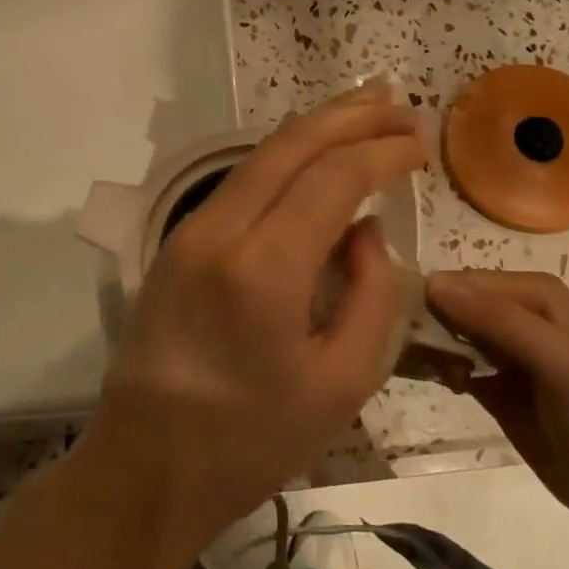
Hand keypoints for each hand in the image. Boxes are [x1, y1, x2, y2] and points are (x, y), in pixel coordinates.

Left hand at [79, 83, 426, 558]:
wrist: (146, 464)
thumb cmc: (252, 440)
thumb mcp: (341, 383)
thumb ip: (374, 296)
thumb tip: (368, 231)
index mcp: (264, 268)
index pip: (333, 177)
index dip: (382, 152)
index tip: (422, 142)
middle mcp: (220, 230)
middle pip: (291, 146)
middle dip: (350, 116)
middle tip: (400, 103)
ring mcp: (189, 230)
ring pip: (260, 155)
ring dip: (315, 128)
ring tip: (364, 109)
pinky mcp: (175, 240)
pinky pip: (239, 181)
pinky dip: (283, 157)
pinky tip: (312, 155)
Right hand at [426, 270, 568, 522]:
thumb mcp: (552, 358)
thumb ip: (496, 318)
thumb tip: (431, 285)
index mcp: (533, 292)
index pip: (462, 281)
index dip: (434, 301)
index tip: (408, 329)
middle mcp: (514, 311)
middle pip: (450, 304)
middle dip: (428, 326)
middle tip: (418, 356)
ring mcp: (501, 349)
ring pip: (446, 333)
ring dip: (430, 350)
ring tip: (437, 374)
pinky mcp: (491, 383)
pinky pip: (451, 364)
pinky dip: (438, 370)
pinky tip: (444, 384)